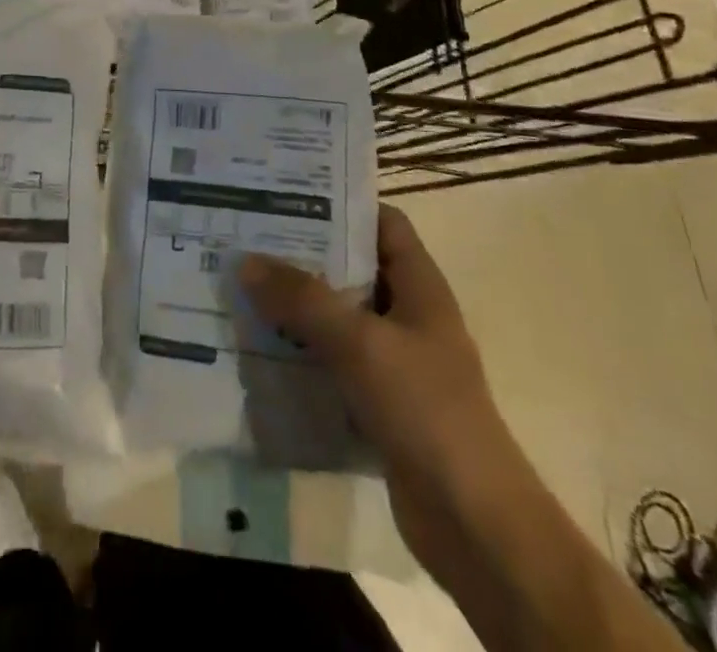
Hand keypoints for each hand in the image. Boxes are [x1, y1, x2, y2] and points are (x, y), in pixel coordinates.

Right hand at [241, 205, 507, 559]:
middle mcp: (408, 315)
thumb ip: (302, 299)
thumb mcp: (359, 342)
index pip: (383, 223)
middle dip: (304, 255)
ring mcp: (396, 362)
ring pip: (339, 318)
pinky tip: (260, 350)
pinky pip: (334, 364)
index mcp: (420, 286)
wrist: (473, 522)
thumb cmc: (425, 409)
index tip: (288, 194)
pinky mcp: (380, 403)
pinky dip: (302, 355)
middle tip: (249, 239)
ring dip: (297, 308)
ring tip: (243, 288)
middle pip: (353, 268)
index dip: (342, 203)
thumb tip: (246, 261)